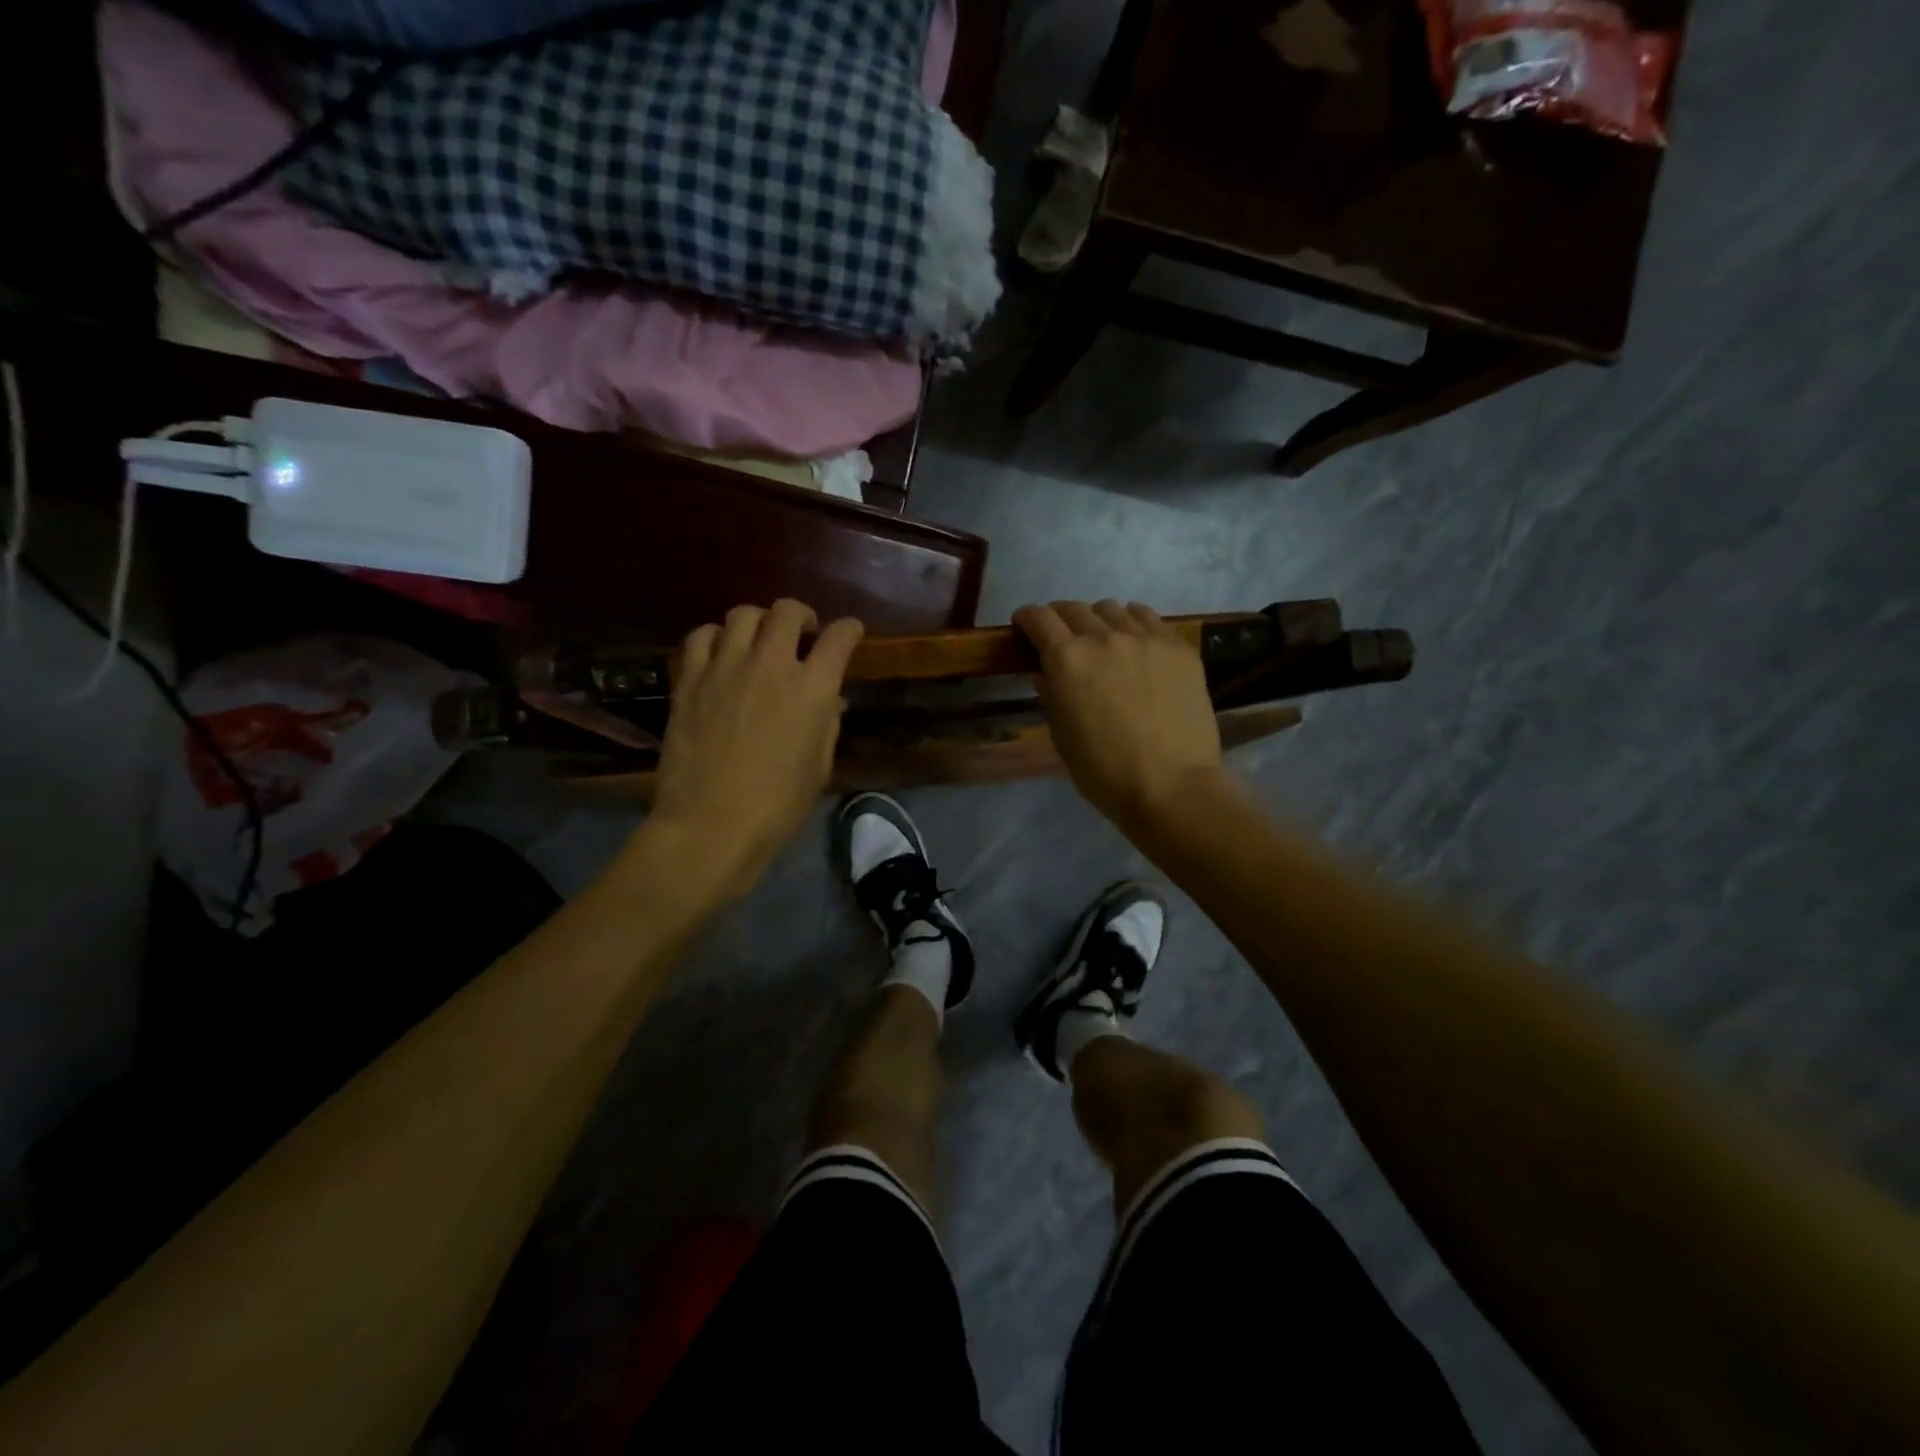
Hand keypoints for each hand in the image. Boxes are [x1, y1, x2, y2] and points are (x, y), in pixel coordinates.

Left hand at [644, 600, 863, 900]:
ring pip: (742, 614)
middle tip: (803, 632)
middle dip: (802, 616)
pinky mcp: (689, 680)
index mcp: (813, 688)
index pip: (840, 637)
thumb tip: (829, 701)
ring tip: (759, 641)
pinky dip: (715, 638)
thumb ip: (826, 724)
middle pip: (787, 611)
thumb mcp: (818, 767)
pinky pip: (701, 637)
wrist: (711, 825)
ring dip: (758, 622)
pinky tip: (719, 654)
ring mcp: (725, 667)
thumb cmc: (778, 806)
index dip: (849, 630)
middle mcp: (771, 664)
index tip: (850, 633)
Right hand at [1014, 600, 1225, 829]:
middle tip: (1063, 639)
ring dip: (1099, 620)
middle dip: (1061, 619)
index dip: (1027, 618)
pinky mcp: (1179, 647)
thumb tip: (1046, 674)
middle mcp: (1104, 637)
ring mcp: (1146, 638)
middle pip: (1074, 608)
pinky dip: (1134, 624)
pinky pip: (1149, 619)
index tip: (1025, 626)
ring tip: (1104, 640)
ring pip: (1113, 609)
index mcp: (1067, 659)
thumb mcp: (1061, 735)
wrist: (1171, 786)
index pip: (1039, 618)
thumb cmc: (1103, 771)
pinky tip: (1137, 644)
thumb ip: (1050, 695)